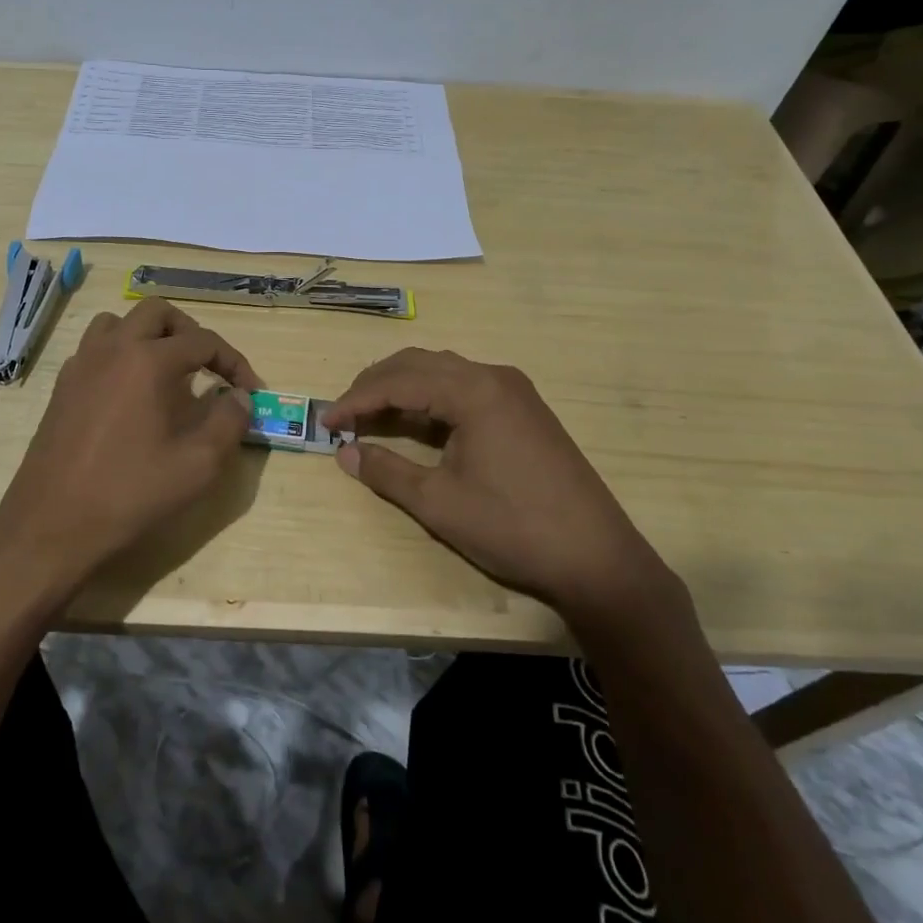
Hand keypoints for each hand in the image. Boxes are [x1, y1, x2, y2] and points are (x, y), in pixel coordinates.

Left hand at [0, 298, 260, 604]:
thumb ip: (229, 422)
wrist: (51, 525)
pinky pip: (96, 348)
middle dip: (190, 332)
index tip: (251, 390)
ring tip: (168, 371)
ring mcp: (81, 364)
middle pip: (157, 312)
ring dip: (150, 336)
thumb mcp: (197, 465)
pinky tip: (130, 394)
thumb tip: (240, 396)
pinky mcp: (63, 386)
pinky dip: (121, 354)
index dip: (234, 362)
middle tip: (207, 367)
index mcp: (148, 361)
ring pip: (120, 322)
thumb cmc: (129, 494)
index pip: (203, 340)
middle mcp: (112, 349)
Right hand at [324, 349, 682, 629]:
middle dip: (376, 384)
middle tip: (343, 413)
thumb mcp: (439, 503)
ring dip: (403, 387)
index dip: (356, 400)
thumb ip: (386, 471)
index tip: (325, 421)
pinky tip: (417, 423)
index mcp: (473, 391)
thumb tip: (344, 452)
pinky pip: (465, 387)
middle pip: (420, 363)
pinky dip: (432, 398)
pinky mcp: (525, 410)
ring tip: (371, 415)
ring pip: (443, 371)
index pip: (398, 381)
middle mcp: (494, 377)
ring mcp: (514, 391)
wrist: (597, 559)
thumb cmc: (513, 527)